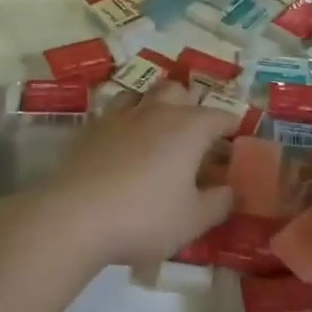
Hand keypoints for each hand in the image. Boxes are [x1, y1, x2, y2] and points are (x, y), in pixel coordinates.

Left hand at [27, 85, 235, 269]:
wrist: (75, 217)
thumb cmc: (145, 217)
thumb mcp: (193, 220)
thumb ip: (219, 203)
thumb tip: (232, 190)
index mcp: (189, 128)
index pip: (220, 116)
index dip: (232, 126)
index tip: (237, 137)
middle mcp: (156, 112)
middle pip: (178, 91)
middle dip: (190, 106)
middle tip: (194, 134)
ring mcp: (120, 117)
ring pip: (142, 95)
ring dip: (153, 106)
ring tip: (156, 131)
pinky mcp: (91, 130)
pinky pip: (114, 114)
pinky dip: (124, 123)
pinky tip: (122, 145)